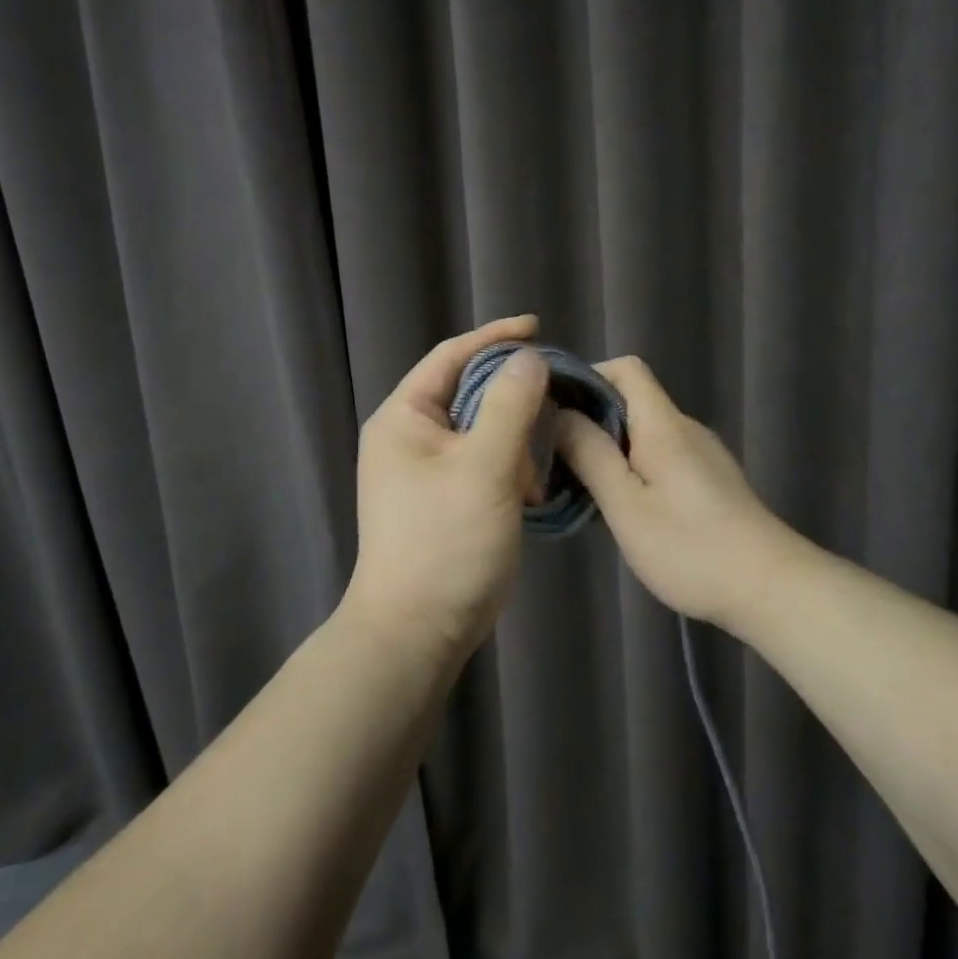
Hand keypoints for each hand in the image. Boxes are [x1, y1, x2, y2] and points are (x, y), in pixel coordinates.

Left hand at [346, 315, 551, 655]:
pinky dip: (510, 470)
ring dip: (515, 443)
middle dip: (513, 401)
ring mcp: (426, 471)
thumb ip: (510, 405)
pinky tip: (529, 494)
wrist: (418, 631)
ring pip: (482, 431)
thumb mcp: (484, 466)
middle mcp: (409, 437)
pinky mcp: (445, 499)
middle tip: (552, 407)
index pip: (451, 357)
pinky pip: (484, 464)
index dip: (495, 337)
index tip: (539, 328)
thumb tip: (528, 359)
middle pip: (469, 393)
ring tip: (534, 472)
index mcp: (404, 418)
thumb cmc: (446, 542)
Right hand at [553, 357, 810, 630]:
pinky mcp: (711, 479)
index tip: (556, 410)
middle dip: (592, 419)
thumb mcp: (627, 506)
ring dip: (611, 448)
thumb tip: (559, 413)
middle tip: (559, 458)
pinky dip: (635, 467)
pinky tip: (624, 508)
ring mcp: (702, 454)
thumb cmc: (690, 547)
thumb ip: (591, 455)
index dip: (588, 377)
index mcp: (663, 425)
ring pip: (646, 431)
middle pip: (633, 399)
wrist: (770, 587)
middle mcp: (685, 428)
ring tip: (584, 487)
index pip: (626, 368)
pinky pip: (663, 455)